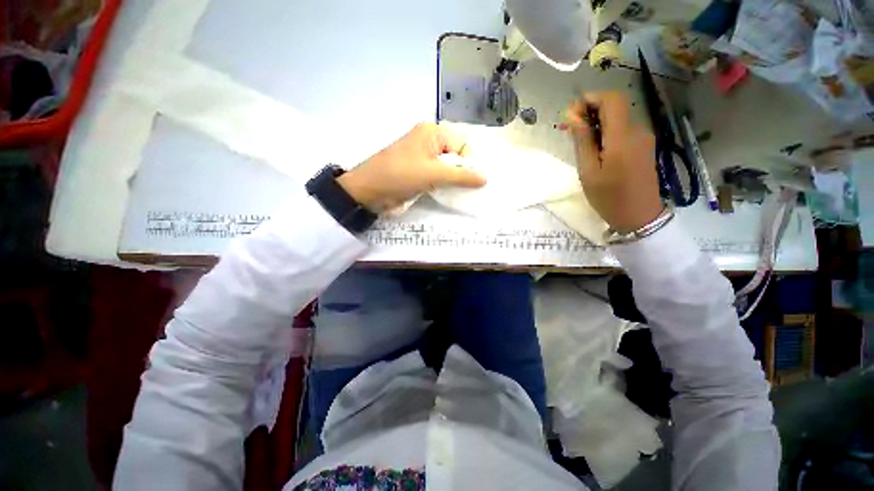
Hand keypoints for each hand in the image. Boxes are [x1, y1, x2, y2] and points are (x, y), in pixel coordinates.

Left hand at [338, 123, 485, 211]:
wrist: (369, 191)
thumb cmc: (400, 175)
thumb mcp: (433, 174)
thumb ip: (461, 176)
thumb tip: (485, 177)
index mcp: (432, 132)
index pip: (462, 144)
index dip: (467, 162)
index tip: (469, 180)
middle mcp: (429, 142)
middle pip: (456, 156)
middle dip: (463, 172)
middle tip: (470, 189)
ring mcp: (423, 159)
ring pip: (447, 168)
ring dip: (454, 181)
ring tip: (460, 193)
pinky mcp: (418, 173)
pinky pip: (438, 177)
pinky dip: (445, 186)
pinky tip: (449, 194)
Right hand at [565, 92, 662, 233]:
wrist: (639, 216)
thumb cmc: (609, 197)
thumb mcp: (588, 171)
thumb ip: (583, 141)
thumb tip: (573, 115)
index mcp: (622, 137)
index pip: (611, 99)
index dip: (590, 99)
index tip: (571, 115)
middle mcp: (637, 131)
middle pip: (614, 107)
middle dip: (590, 113)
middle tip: (570, 133)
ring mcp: (643, 138)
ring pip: (618, 120)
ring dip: (597, 125)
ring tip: (581, 148)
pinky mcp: (644, 146)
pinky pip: (623, 131)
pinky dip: (607, 134)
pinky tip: (597, 153)